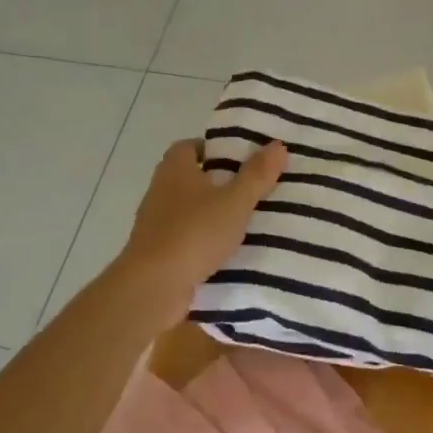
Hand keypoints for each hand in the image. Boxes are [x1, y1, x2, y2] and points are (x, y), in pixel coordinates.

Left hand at [114, 139, 287, 327]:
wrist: (153, 287)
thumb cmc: (194, 233)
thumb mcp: (235, 202)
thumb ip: (257, 175)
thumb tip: (278, 144)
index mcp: (175, 169)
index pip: (191, 146)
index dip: (215, 148)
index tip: (242, 158)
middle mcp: (161, 190)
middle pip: (192, 177)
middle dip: (220, 182)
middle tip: (254, 187)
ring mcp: (156, 223)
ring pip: (190, 209)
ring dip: (213, 213)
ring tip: (247, 220)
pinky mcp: (158, 251)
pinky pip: (187, 236)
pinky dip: (205, 239)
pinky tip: (229, 250)